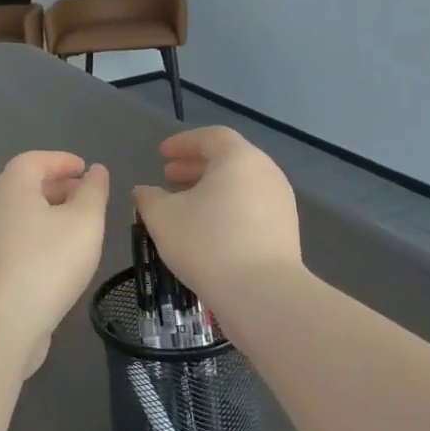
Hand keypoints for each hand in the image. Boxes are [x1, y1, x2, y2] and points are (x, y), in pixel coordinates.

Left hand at [0, 151, 110, 369]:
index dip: (61, 160)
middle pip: (24, 185)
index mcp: (12, 188)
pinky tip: (60, 255)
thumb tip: (96, 171)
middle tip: (86, 195)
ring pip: (21, 213)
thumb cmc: (48, 262)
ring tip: (79, 226)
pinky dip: (39, 234)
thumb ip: (94, 192)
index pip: (34, 160)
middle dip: (57, 185)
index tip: (85, 170)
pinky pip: (17, 237)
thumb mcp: (84, 222)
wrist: (4, 321)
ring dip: (49, 212)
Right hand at [132, 127, 302, 311]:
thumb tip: (144, 191)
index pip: (210, 137)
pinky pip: (251, 206)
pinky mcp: (285, 229)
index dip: (182, 143)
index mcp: (239, 158)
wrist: (262, 293)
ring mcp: (280, 201)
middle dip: (194, 166)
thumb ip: (148, 198)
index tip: (161, 155)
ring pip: (240, 184)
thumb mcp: (163, 217)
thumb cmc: (208, 243)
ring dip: (210, 188)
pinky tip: (207, 229)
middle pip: (227, 159)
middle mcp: (266, 172)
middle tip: (168, 177)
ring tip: (184, 205)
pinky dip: (227, 207)